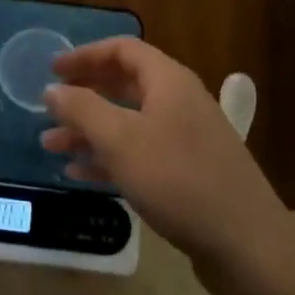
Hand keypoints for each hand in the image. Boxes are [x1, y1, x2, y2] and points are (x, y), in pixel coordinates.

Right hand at [42, 38, 294, 278]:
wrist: (246, 244)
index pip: (123, 50)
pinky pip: (140, 154)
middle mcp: (179, 103)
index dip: (85, 55)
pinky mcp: (187, 173)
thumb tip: (52, 89)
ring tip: (51, 147)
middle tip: (49, 108)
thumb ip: (82, 109)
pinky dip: (109, 158)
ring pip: (128, 123)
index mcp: (169, 82)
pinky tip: (80, 174)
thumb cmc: (177, 179)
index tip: (52, 70)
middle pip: (124, 86)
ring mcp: (186, 139)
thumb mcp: (120, 140)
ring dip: (89, 131)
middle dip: (83, 96)